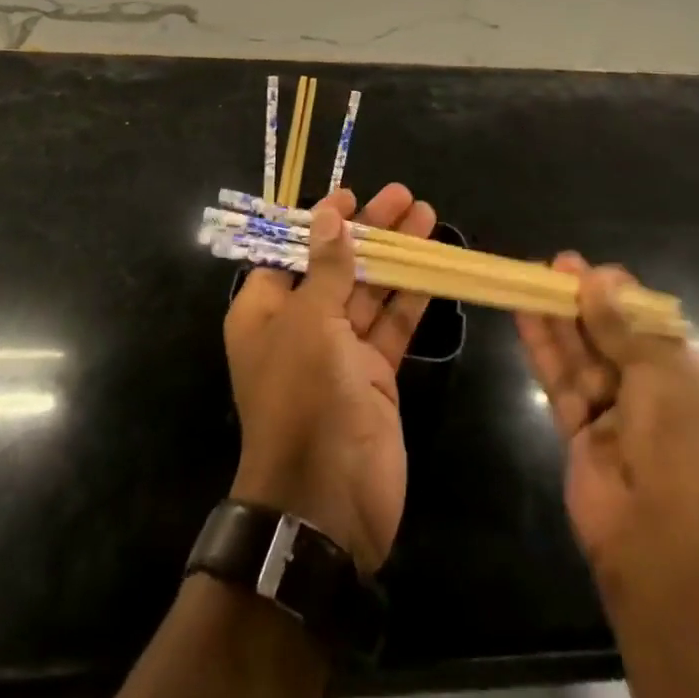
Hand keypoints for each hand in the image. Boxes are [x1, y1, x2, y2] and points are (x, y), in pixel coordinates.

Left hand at [223, 183, 436, 573]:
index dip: (321, 221)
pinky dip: (411, 296)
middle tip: (404, 195)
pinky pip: (392, 325)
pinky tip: (433, 267)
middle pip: (337, 264)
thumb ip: (326, 266)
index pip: (291, 250)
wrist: (327, 502)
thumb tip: (328, 213)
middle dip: (370, 230)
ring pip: (370, 290)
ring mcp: (339, 351)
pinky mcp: (374, 374)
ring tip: (427, 215)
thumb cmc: (303, 397)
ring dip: (397, 256)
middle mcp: (299, 325)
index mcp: (265, 310)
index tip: (351, 195)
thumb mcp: (310, 321)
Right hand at [516, 256, 698, 601]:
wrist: (670, 552)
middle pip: (615, 340)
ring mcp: (617, 421)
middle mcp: (657, 401)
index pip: (655, 331)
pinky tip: (524, 314)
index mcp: (694, 386)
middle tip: (556, 265)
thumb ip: (623, 328)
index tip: (594, 272)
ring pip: (583, 358)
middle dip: (587, 302)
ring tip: (533, 276)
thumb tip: (597, 279)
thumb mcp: (663, 376)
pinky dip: (543, 349)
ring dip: (560, 319)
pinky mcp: (579, 437)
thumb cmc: (687, 451)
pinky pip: (560, 383)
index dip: (623, 300)